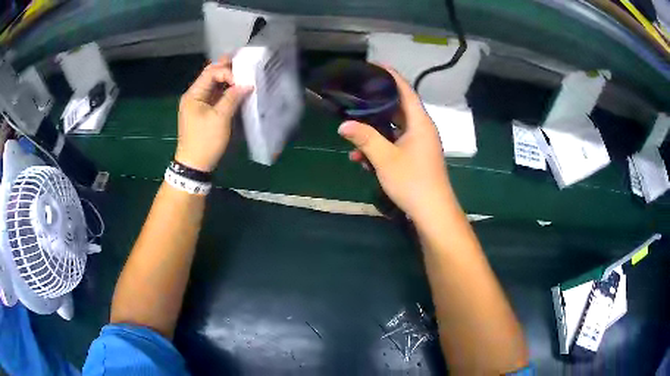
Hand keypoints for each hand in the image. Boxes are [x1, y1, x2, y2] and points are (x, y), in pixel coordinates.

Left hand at [175, 57, 251, 171]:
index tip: (242, 81)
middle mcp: (194, 95)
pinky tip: (237, 89)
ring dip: (228, 79)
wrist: (194, 165)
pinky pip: (215, 95)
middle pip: (211, 75)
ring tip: (244, 75)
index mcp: (193, 94)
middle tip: (245, 66)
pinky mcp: (203, 111)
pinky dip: (225, 91)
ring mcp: (198, 103)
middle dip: (227, 69)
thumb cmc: (205, 141)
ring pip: (213, 84)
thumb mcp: (220, 118)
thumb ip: (232, 98)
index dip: (228, 72)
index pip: (211, 72)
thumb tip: (247, 84)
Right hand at [338, 67, 452, 220]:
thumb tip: (343, 125)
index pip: (405, 90)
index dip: (391, 76)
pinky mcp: (415, 157)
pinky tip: (361, 159)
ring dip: (375, 131)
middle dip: (376, 103)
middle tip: (356, 95)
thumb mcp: (385, 158)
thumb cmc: (413, 181)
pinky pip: (396, 144)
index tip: (374, 66)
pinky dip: (381, 147)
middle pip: (398, 107)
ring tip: (352, 132)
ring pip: (394, 128)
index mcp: (419, 122)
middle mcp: (421, 129)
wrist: (432, 212)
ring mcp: (419, 144)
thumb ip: (365, 138)